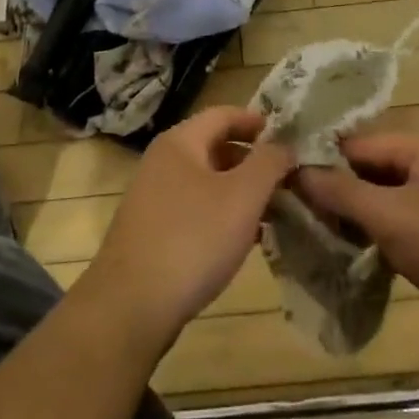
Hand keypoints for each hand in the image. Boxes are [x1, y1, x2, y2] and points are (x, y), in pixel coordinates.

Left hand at [77, 107, 292, 350]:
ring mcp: (153, 197)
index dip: (256, 121)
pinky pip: (195, 209)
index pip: (223, 114)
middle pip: (214, 146)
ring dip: (240, 191)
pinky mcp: (152, 230)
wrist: (132, 305)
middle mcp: (162, 161)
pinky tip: (245, 240)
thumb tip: (284, 144)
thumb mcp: (243, 197)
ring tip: (273, 211)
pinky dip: (222, 214)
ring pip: (206, 181)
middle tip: (286, 178)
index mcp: (180, 142)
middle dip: (252, 160)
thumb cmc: (193, 239)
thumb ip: (269, 163)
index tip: (287, 135)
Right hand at [296, 121, 418, 358]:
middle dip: (340, 191)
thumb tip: (297, 171)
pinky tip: (357, 254)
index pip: (360, 144)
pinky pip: (406, 224)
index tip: (288, 183)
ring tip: (321, 235)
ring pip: (389, 200)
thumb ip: (340, 192)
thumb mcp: (389, 216)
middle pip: (374, 170)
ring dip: (359, 217)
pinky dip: (382, 235)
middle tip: (301, 213)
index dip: (323, 162)